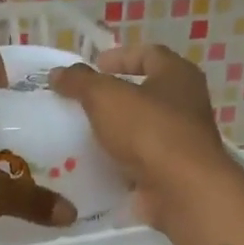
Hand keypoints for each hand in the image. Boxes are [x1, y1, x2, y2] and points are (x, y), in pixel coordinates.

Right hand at [49, 41, 230, 227]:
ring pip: (143, 128)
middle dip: (115, 96)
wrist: (181, 190)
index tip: (94, 67)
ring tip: (83, 134)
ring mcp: (182, 141)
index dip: (120, 57)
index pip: (150, 54)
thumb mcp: (105, 97)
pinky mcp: (173, 172)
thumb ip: (80, 82)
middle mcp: (186, 104)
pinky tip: (96, 164)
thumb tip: (57, 73)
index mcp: (178, 76)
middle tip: (83, 102)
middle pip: (147, 92)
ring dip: (116, 130)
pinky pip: (141, 160)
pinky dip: (120, 160)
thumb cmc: (148, 130)